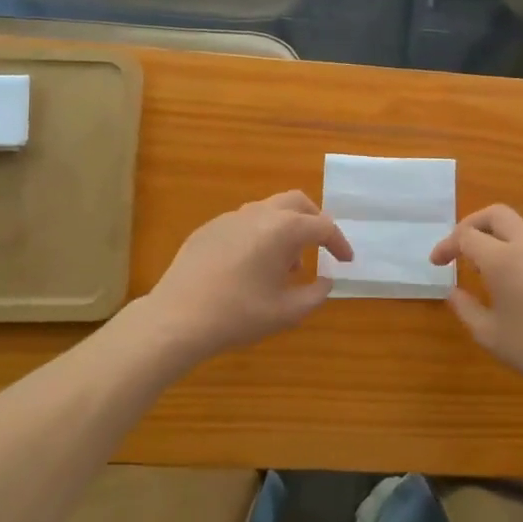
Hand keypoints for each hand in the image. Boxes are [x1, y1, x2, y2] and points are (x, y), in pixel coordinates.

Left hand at [144, 191, 352, 361]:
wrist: (176, 318)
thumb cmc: (238, 315)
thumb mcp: (286, 313)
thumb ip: (315, 294)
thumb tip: (325, 281)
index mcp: (283, 229)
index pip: (322, 227)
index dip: (339, 243)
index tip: (346, 261)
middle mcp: (259, 214)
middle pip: (297, 202)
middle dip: (314, 221)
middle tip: (321, 246)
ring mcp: (230, 218)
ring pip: (269, 210)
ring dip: (286, 229)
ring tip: (286, 264)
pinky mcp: (208, 229)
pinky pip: (244, 223)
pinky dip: (260, 235)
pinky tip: (252, 266)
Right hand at [430, 205, 522, 397]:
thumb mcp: (489, 335)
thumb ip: (465, 308)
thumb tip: (454, 291)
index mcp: (503, 259)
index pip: (466, 236)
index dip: (447, 245)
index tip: (437, 263)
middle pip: (496, 214)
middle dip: (472, 224)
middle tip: (459, 247)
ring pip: (519, 227)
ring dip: (497, 238)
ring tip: (486, 268)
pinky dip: (518, 252)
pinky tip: (517, 282)